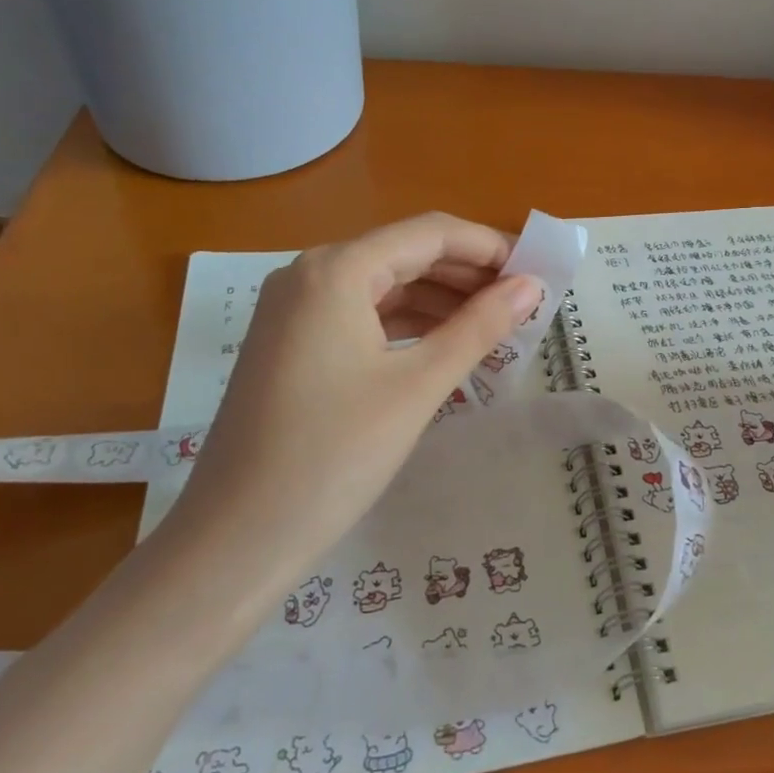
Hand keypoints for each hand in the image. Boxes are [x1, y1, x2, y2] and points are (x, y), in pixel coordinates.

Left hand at [165, 213, 542, 588]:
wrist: (235, 539)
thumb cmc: (333, 455)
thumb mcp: (418, 387)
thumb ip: (479, 328)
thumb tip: (531, 286)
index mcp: (336, 270)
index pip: (430, 233)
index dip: (489, 247)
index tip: (538, 272)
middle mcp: (310, 275)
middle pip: (406, 255)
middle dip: (467, 275)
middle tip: (524, 304)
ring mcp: (295, 311)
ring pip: (385, 287)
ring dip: (441, 301)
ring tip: (495, 328)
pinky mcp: (292, 345)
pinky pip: (362, 317)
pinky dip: (408, 326)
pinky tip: (445, 347)